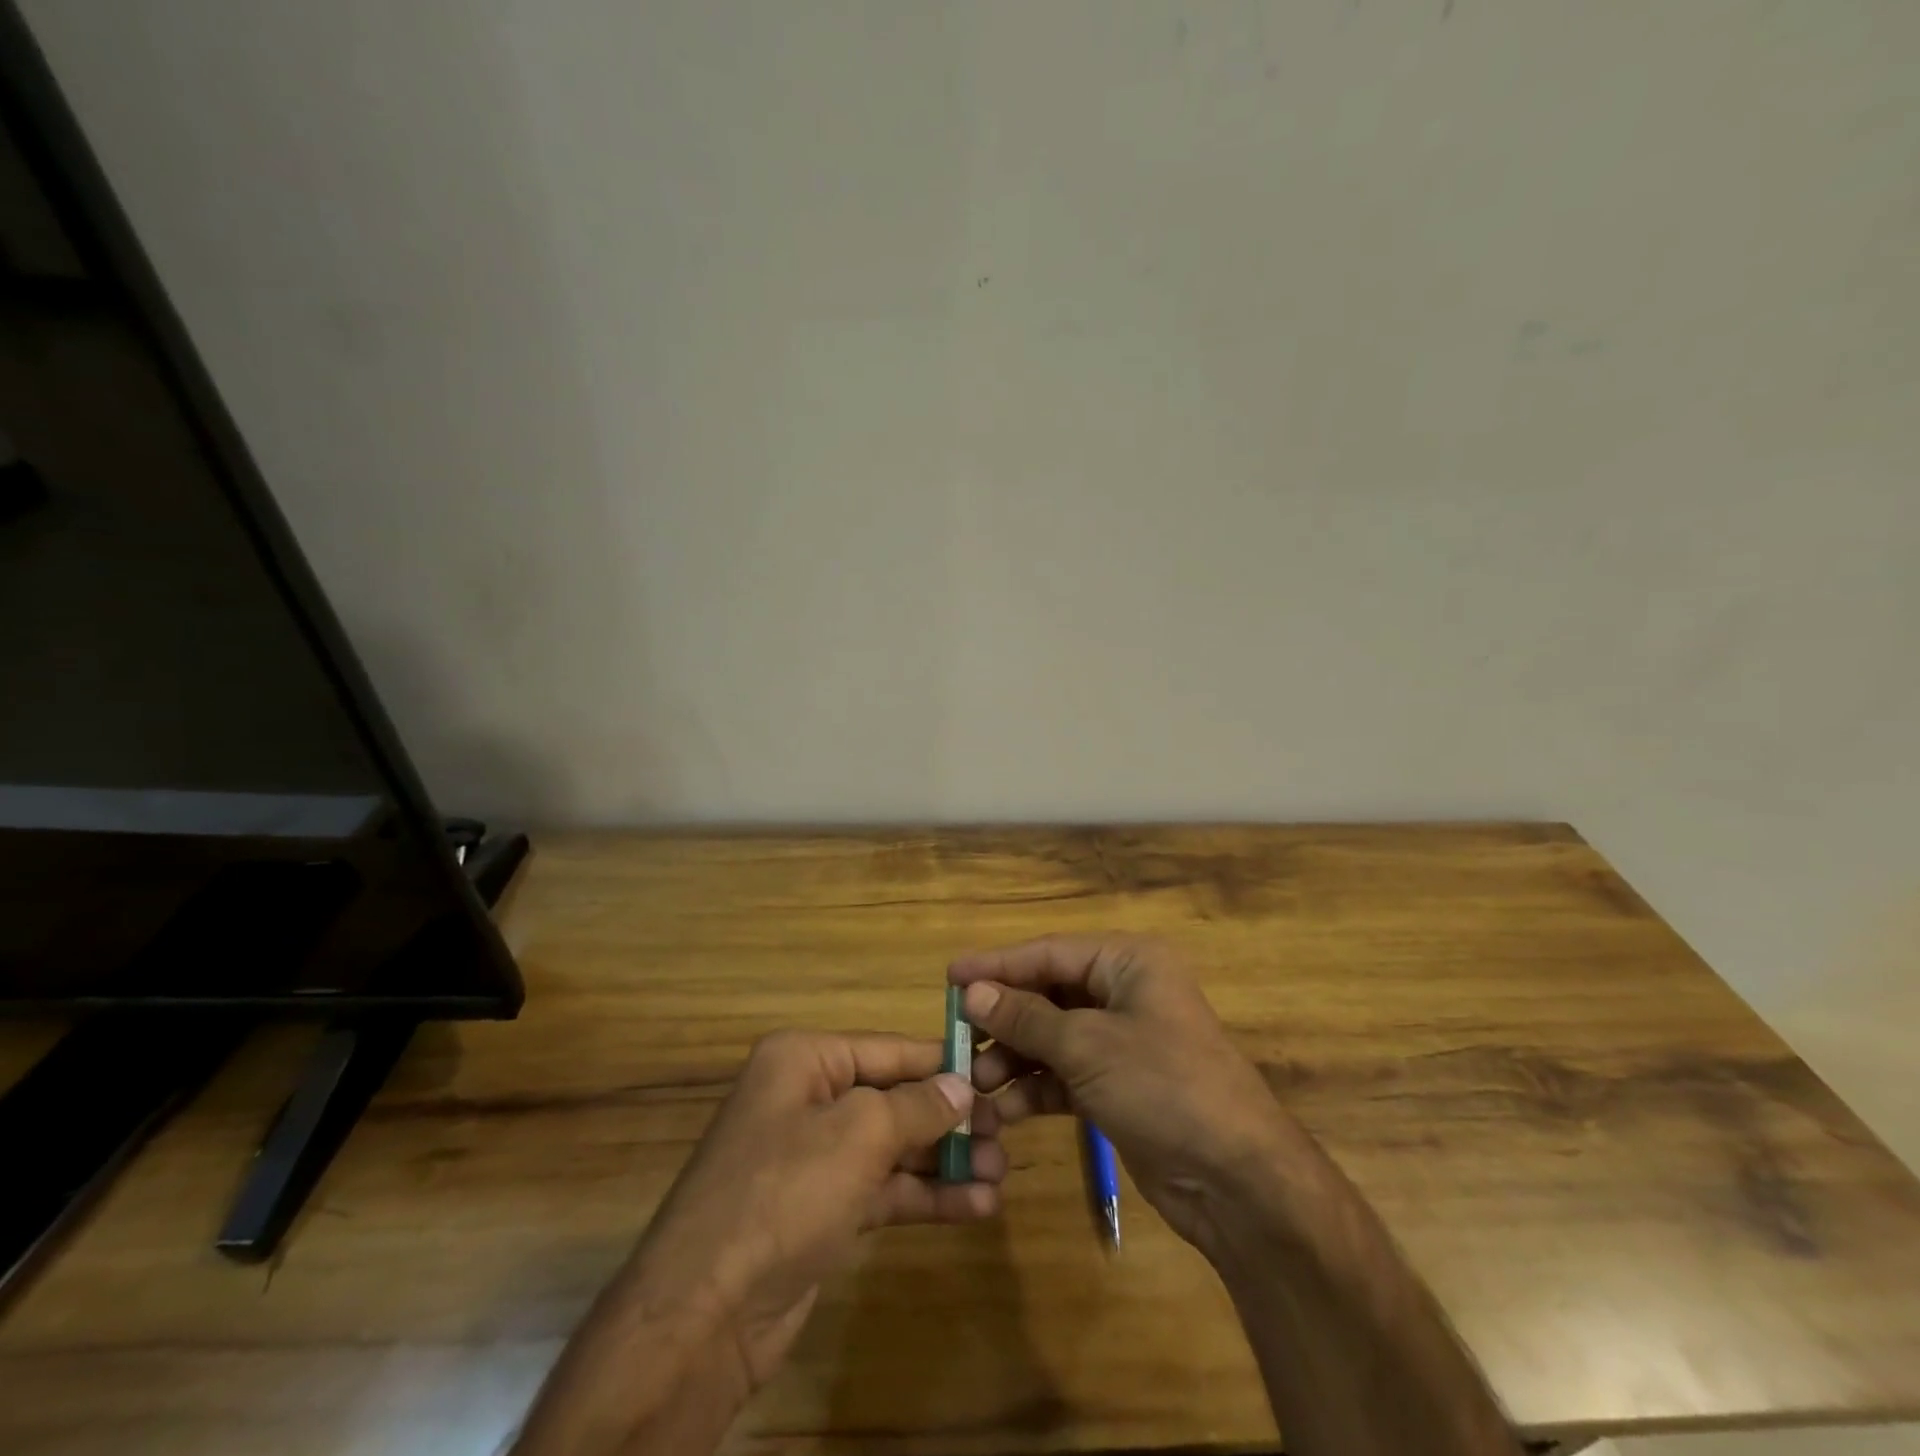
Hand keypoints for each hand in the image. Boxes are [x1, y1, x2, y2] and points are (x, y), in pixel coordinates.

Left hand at [624, 1029, 1005, 1385]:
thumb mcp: (859, 1135)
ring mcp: (813, 1159)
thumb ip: (917, 1105)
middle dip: (949, 1118)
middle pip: (893, 1098)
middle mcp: (807, 1100)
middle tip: (1006, 1133)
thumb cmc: (784, 1193)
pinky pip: (882, 1190)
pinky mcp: (821, 1210)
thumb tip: (962, 1086)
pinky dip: (924, 1196)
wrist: (704, 1315)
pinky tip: (975, 1206)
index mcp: (804, 1060)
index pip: (888, 1050)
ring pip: (892, 1147)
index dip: (942, 1061)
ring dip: (944, 1160)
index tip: (995, 1073)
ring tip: (999, 1172)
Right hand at [949, 935, 1291, 1253]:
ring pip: (1052, 1038)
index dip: (997, 965)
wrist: (1238, 1181)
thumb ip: (1026, 1018)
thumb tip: (973, 992)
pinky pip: (1064, 1075)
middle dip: (1004, 1019)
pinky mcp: (1118, 1086)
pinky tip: (1005, 1111)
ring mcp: (1122, 1042)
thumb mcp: (1088, 1046)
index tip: (949, 977)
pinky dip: (1036, 1089)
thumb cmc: (1164, 1087)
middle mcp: (1124, 993)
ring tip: (976, 1084)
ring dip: (1014, 1060)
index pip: (1049, 952)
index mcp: (1128, 962)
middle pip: (1048, 995)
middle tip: (956, 1037)